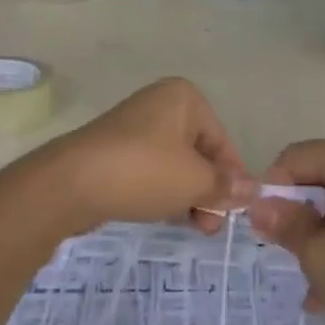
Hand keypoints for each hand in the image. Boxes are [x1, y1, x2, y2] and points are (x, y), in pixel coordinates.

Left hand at [36, 78, 253, 234]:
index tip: (235, 212)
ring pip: (174, 164)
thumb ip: (226, 186)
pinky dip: (161, 191)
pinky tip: (162, 214)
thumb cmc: (144, 171)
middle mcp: (160, 104)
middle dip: (208, 190)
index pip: (222, 141)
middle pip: (198, 152)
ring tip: (190, 225)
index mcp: (185, 98)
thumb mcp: (195, 181)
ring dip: (187, 195)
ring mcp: (134, 126)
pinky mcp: (114, 149)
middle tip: (210, 226)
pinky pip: (149, 170)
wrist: (71, 183)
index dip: (232, 178)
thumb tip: (254, 189)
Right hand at [247, 140, 324, 324]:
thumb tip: (258, 206)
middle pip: (319, 174)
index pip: (296, 156)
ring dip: (321, 233)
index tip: (267, 226)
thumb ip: (285, 224)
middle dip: (299, 214)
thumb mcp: (319, 255)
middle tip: (289, 253)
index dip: (273, 188)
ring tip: (313, 283)